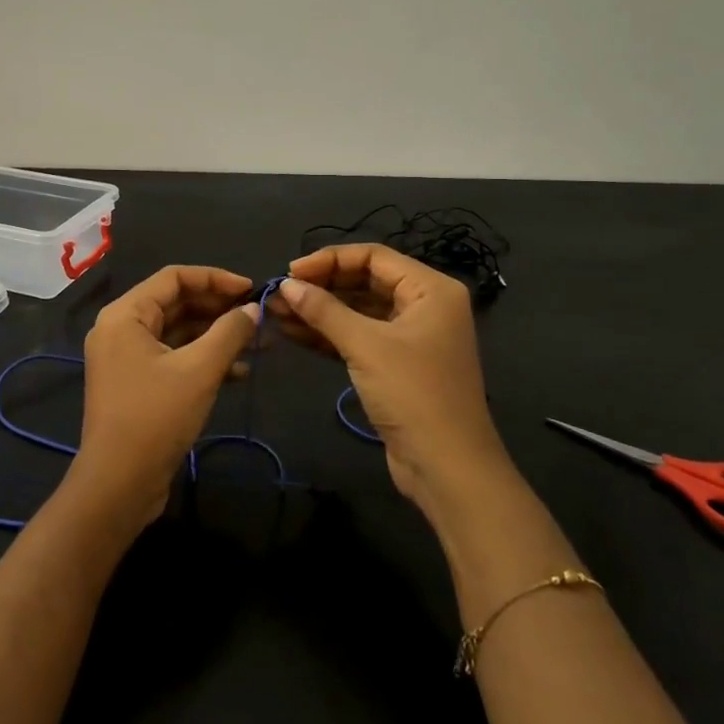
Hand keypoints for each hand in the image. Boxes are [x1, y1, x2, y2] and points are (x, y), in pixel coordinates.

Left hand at [66, 266, 260, 527]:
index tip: (251, 289)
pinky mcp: (137, 384)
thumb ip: (229, 333)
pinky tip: (238, 372)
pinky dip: (203, 360)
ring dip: (216, 336)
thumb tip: (253, 309)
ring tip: (259, 344)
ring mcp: (126, 359)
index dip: (215, 278)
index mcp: (125, 315)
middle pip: (176, 303)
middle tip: (259, 317)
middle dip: (219, 309)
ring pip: (178, 333)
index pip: (174, 278)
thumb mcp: (199, 370)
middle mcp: (121, 329)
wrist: (119, 484)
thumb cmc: (155, 417)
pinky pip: (173, 358)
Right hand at [274, 244, 507, 521]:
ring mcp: (410, 337)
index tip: (290, 272)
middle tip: (279, 295)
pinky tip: (293, 334)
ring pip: (358, 311)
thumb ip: (324, 310)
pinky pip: (358, 337)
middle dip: (321, 287)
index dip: (329, 260)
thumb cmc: (413, 394)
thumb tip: (286, 284)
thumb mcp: (366, 346)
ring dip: (319, 311)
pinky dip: (329, 335)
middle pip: (365, 281)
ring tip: (276, 313)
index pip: (373, 256)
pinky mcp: (396, 365)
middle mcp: (424, 305)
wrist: (446, 467)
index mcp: (431, 289)